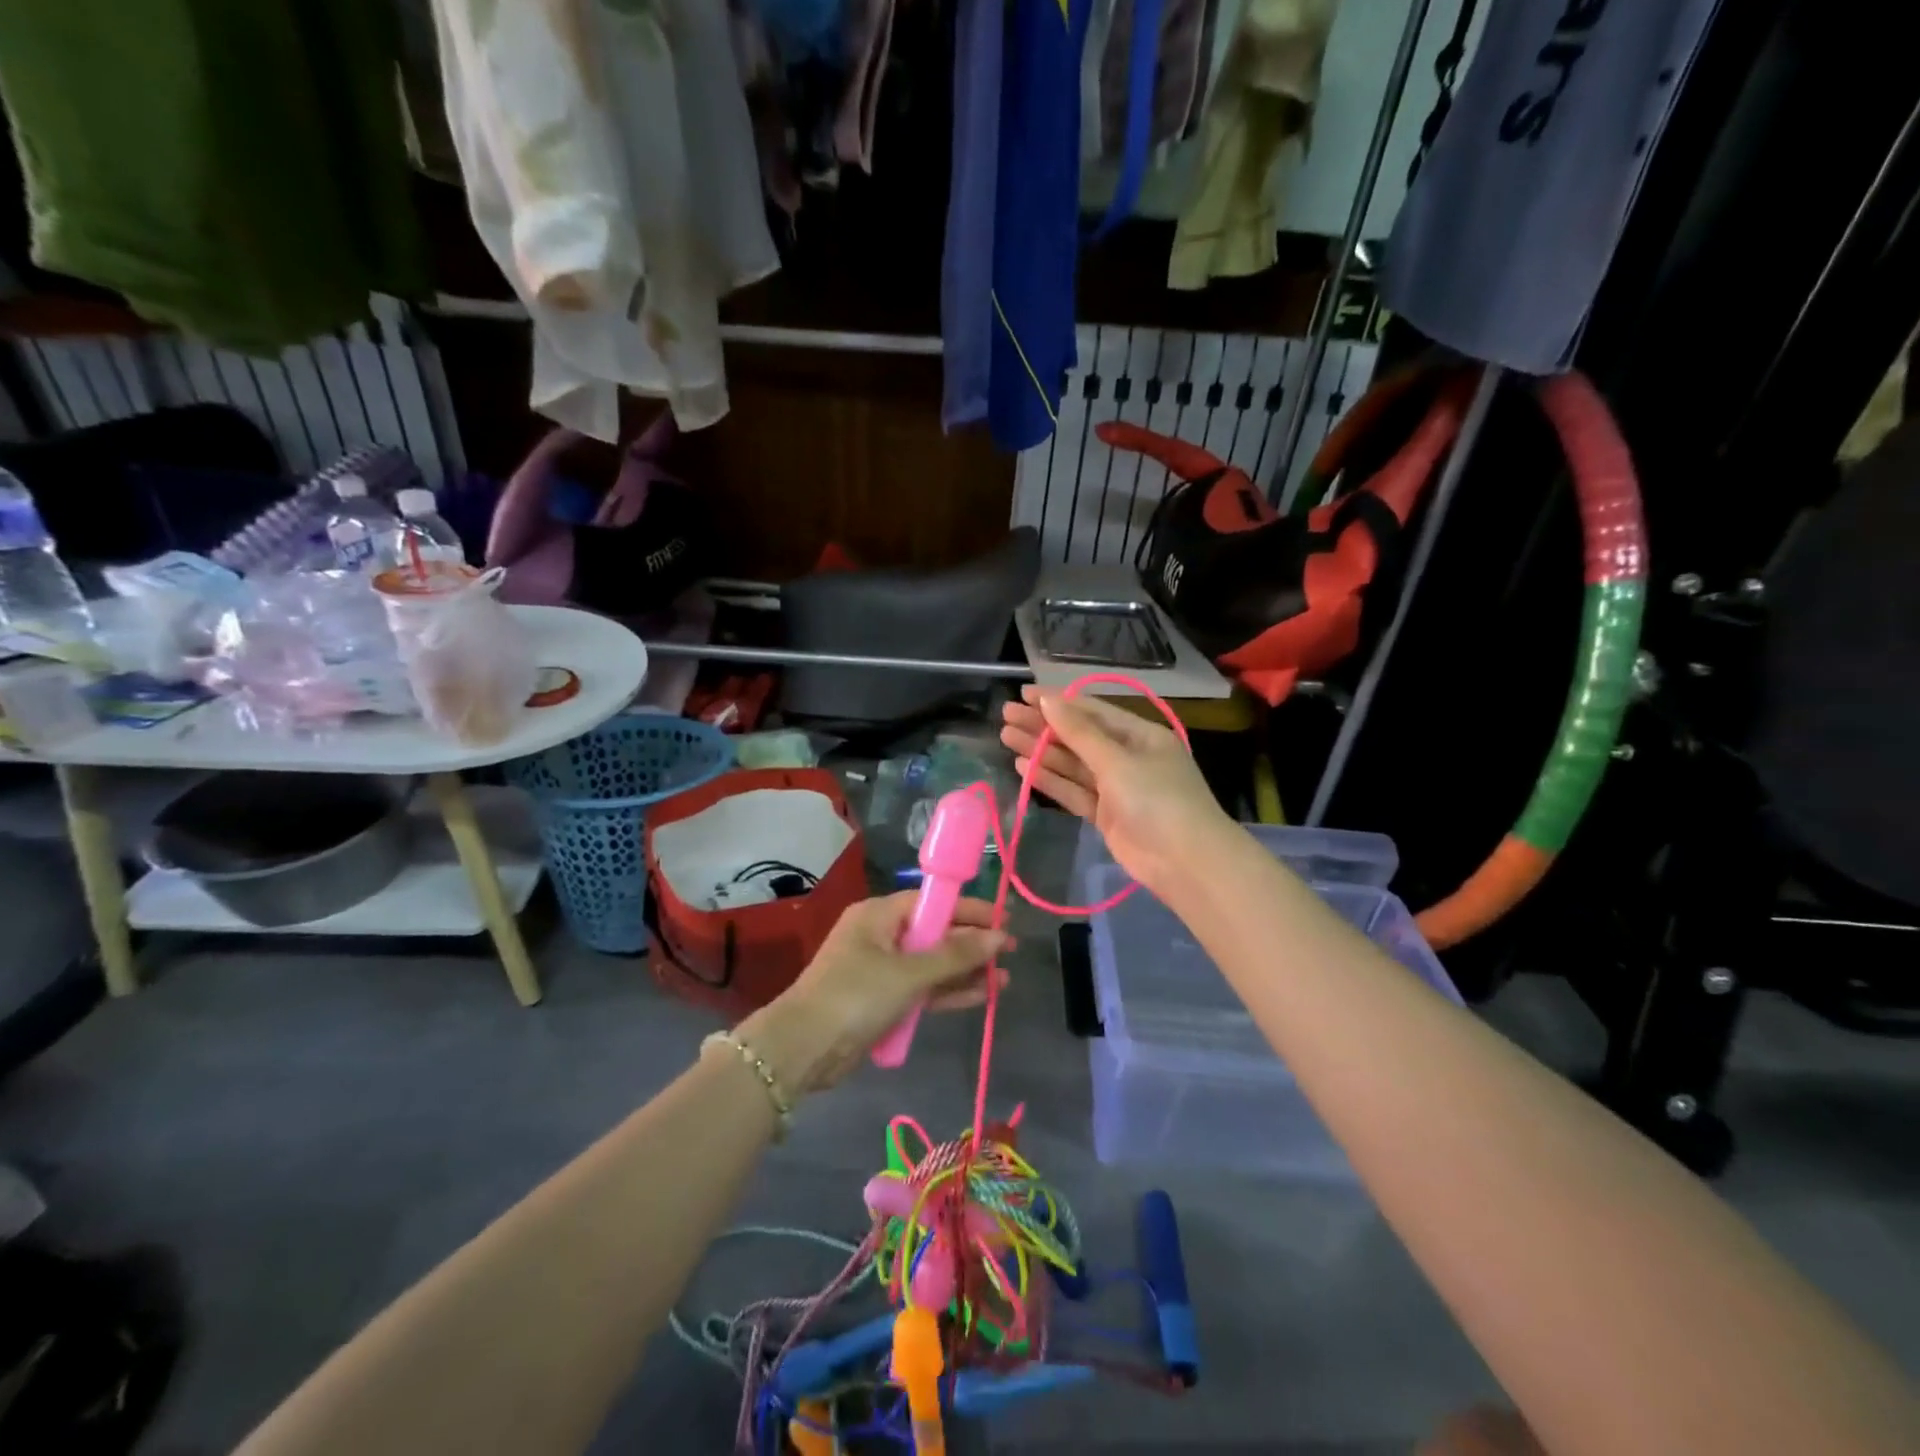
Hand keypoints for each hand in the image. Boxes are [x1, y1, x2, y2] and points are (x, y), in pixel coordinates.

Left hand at [740, 893, 1009, 1094]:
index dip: (970, 910)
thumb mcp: (909, 973)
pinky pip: (922, 988)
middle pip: (935, 932)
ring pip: (932, 964)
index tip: (1004, 920)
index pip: (933, 902)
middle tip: (1010, 953)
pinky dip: (947, 992)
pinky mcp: (882, 1000)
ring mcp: (881, 969)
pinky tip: (980, 997)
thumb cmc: (856, 996)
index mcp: (879, 915)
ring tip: (1005, 980)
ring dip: (965, 971)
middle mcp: (880, 935)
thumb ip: (956, 955)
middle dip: (972, 944)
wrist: (803, 1049)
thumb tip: (998, 937)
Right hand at [1000, 685, 1229, 900]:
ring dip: (1041, 751)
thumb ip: (1079, 733)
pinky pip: (1074, 791)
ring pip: (1072, 764)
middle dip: (1043, 725)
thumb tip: (1048, 701)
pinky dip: (1051, 780)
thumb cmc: (1157, 800)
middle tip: (1005, 715)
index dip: (1057, 701)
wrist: (1185, 863)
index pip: (1092, 710)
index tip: (1023, 693)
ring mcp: (1116, 788)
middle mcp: (1128, 757)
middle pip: (1079, 736)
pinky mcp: (1106, 815)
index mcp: (1140, 735)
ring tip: (1006, 737)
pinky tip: (1023, 767)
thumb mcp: (1118, 760)